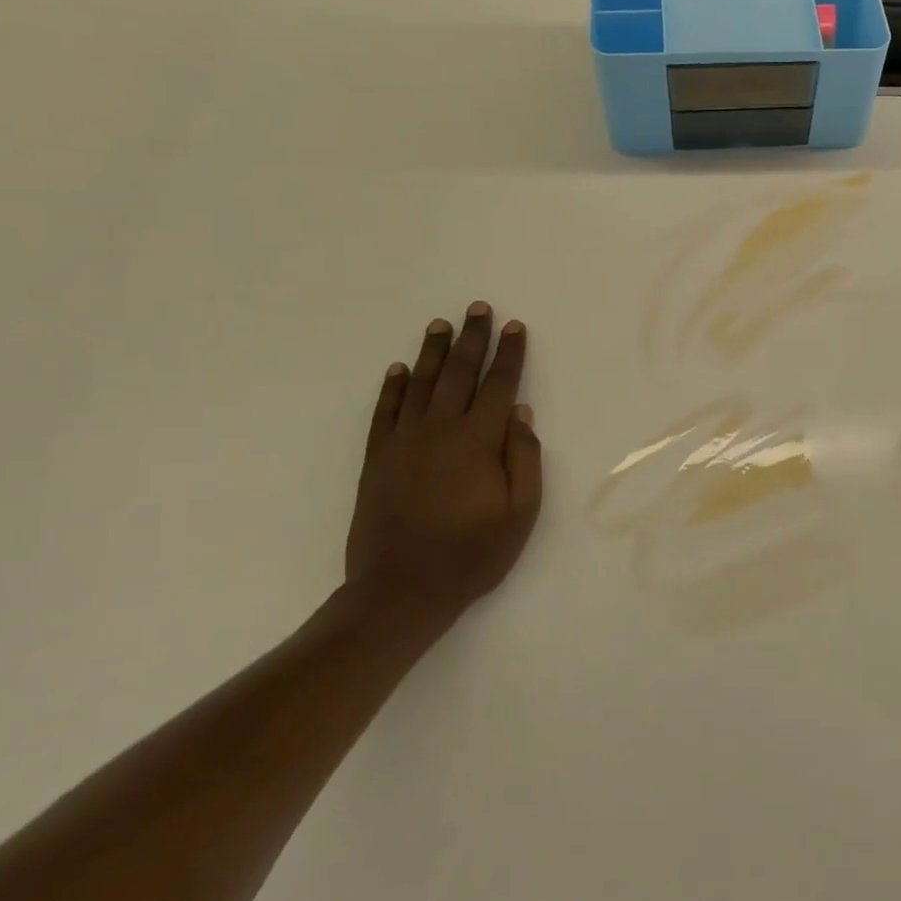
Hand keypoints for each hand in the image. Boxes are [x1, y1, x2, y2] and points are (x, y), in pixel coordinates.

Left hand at [345, 304, 542, 622]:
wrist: (401, 591)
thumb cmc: (472, 554)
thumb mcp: (520, 513)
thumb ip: (524, 459)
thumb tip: (520, 413)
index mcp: (478, 441)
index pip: (498, 385)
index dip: (509, 354)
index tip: (515, 327)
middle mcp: (440, 430)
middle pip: (459, 373)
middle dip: (472, 338)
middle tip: (478, 309)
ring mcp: (403, 442)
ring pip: (420, 384)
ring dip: (433, 352)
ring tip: (441, 325)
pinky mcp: (377, 459)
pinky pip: (384, 412)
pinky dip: (391, 387)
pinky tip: (398, 369)